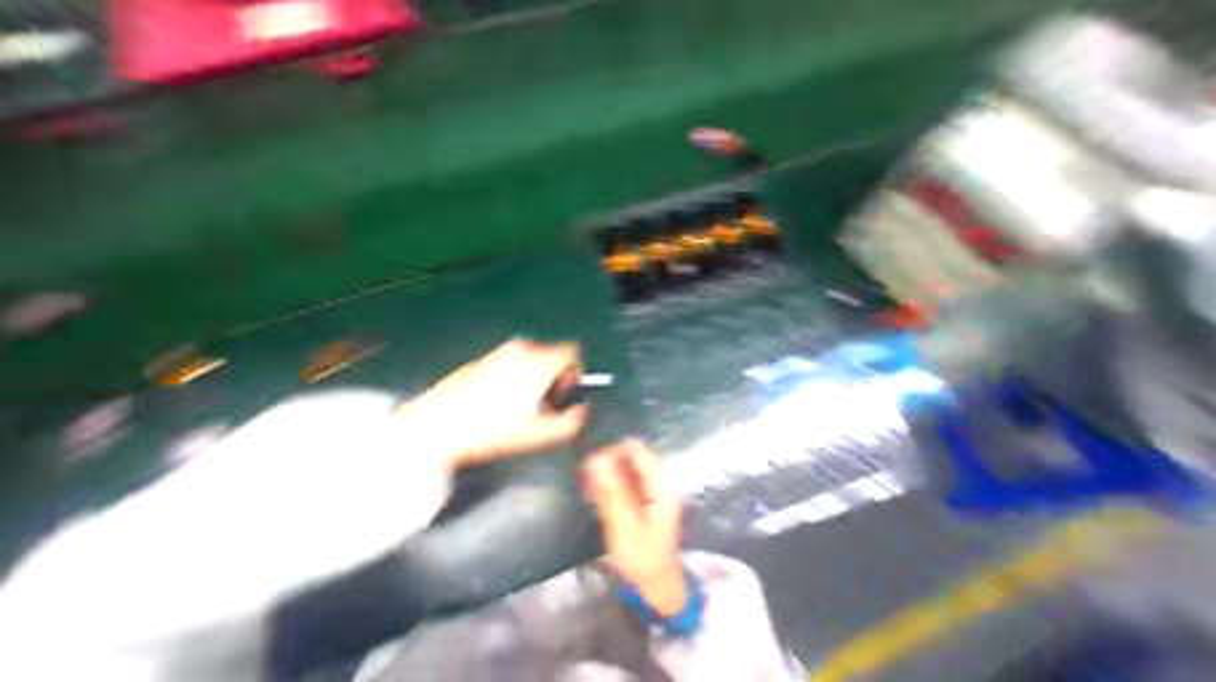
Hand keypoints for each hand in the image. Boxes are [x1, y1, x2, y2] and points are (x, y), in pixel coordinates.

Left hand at [396, 337, 585, 471]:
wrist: (437, 424)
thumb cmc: (492, 429)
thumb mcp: (540, 434)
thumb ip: (572, 421)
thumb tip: (583, 409)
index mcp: (539, 363)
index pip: (572, 352)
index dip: (575, 373)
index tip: (564, 393)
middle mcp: (522, 350)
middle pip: (552, 356)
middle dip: (555, 377)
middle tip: (543, 403)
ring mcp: (500, 351)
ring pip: (532, 359)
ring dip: (536, 376)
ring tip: (520, 403)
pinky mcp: (484, 358)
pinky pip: (512, 361)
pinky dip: (516, 375)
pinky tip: (499, 399)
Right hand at [583, 443, 688, 618]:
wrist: (655, 587)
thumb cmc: (642, 558)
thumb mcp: (624, 525)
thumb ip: (611, 490)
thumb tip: (595, 458)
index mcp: (660, 485)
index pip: (638, 450)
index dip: (614, 451)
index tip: (592, 464)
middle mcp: (658, 481)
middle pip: (632, 457)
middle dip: (609, 462)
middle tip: (588, 479)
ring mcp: (650, 489)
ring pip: (626, 467)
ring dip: (607, 473)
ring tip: (589, 488)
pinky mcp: (642, 498)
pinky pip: (624, 480)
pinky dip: (610, 483)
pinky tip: (595, 494)